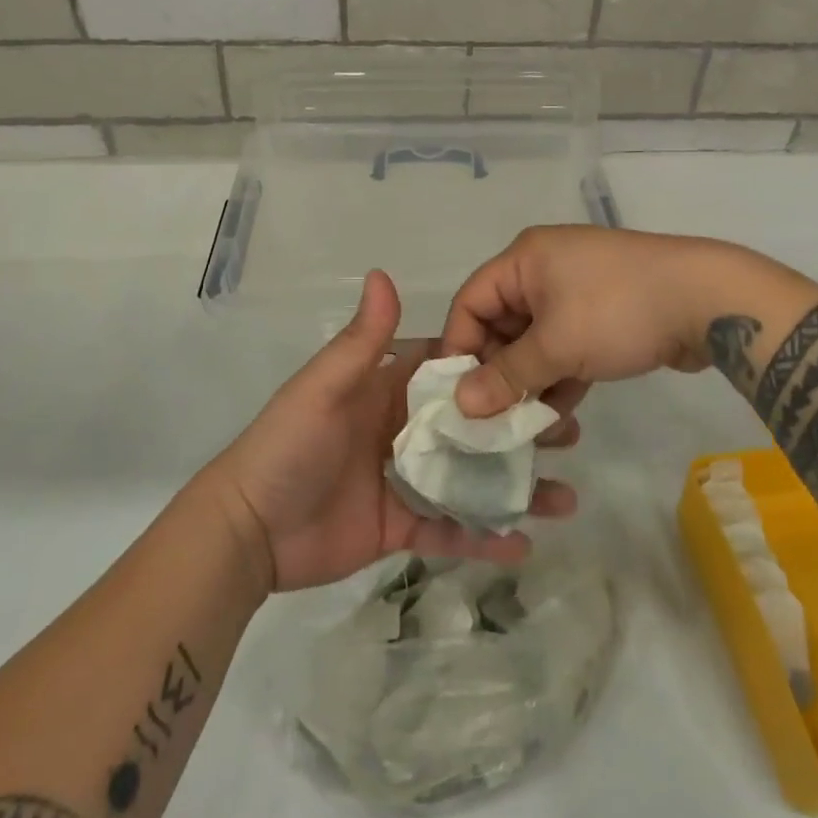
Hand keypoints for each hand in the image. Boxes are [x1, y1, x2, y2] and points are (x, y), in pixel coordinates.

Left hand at [203, 270, 576, 593]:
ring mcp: (408, 480)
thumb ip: (362, 340)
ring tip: (567, 497)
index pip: (454, 371)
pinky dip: (486, 537)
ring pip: (473, 478)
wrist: (248, 530)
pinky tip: (526, 543)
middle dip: (519, 427)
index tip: (542, 364)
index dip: (495, 367)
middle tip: (569, 430)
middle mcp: (406, 430)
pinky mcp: (403, 525)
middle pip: (475, 425)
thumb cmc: (288, 445)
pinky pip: (452, 529)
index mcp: (391, 390)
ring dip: (516, 485)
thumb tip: (383, 273)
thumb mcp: (324, 386)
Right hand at [441, 226, 760, 418]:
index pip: (471, 303)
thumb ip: (506, 376)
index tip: (457, 398)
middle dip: (499, 374)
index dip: (459, 349)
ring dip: (531, 383)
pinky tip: (559, 416)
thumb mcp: (556, 346)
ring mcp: (576, 291)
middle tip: (494, 421)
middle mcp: (544, 269)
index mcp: (524, 260)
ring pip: (535, 342)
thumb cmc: (618, 311)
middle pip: (502, 325)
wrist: (708, 301)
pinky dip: (560, 376)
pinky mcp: (603, 313)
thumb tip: (460, 405)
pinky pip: (566, 346)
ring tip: (527, 428)